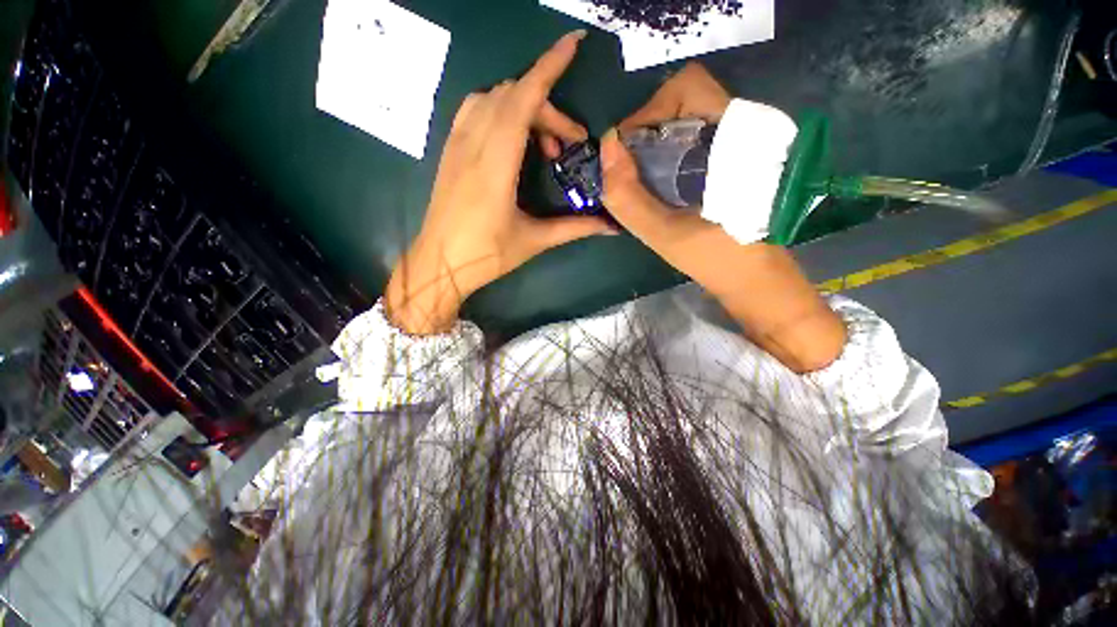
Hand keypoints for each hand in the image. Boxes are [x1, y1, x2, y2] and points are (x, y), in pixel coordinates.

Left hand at [385, 31, 614, 334]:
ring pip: (492, 97)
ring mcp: (456, 144)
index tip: (573, 44)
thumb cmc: (486, 256)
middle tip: (566, 145)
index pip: (523, 99)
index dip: (549, 68)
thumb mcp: (534, 241)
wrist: (438, 265)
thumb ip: (575, 228)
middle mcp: (473, 143)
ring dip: (523, 106)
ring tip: (541, 142)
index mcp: (496, 164)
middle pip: (514, 96)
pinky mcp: (450, 151)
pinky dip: (500, 109)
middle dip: (548, 108)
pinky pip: (474, 109)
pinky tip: (512, 137)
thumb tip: (611, 226)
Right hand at [603, 62, 735, 263]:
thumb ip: (629, 197)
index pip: (685, 89)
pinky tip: (657, 185)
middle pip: (682, 99)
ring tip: (641, 180)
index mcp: (731, 139)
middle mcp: (736, 130)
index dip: (648, 114)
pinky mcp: (726, 159)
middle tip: (631, 168)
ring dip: (653, 143)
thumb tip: (607, 148)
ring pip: (684, 119)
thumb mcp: (664, 234)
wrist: (751, 274)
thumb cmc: (714, 256)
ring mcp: (733, 144)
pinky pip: (688, 139)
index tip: (628, 155)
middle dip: (647, 129)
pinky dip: (663, 154)